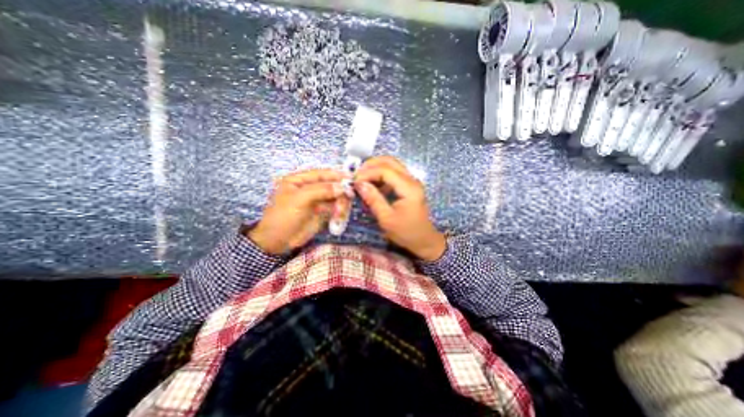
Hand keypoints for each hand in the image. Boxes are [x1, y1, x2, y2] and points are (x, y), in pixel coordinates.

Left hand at [247, 167, 346, 253]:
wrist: (278, 241)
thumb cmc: (284, 216)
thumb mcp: (299, 199)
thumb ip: (320, 190)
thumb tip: (342, 186)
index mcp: (300, 180)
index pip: (321, 173)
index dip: (336, 175)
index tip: (351, 178)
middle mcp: (310, 188)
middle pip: (331, 185)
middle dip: (340, 192)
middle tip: (348, 198)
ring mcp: (317, 201)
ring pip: (336, 197)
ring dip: (341, 203)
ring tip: (340, 212)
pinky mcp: (323, 213)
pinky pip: (336, 209)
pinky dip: (340, 212)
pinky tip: (339, 217)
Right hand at [355, 156, 446, 260]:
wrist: (423, 240)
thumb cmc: (406, 232)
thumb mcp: (387, 219)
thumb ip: (373, 199)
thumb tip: (359, 184)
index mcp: (409, 188)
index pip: (385, 170)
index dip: (368, 173)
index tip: (354, 181)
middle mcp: (412, 180)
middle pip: (390, 161)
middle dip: (371, 165)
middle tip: (356, 175)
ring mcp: (411, 181)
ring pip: (391, 165)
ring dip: (375, 168)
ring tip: (362, 179)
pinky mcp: (408, 186)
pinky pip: (393, 174)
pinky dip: (380, 175)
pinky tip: (372, 185)